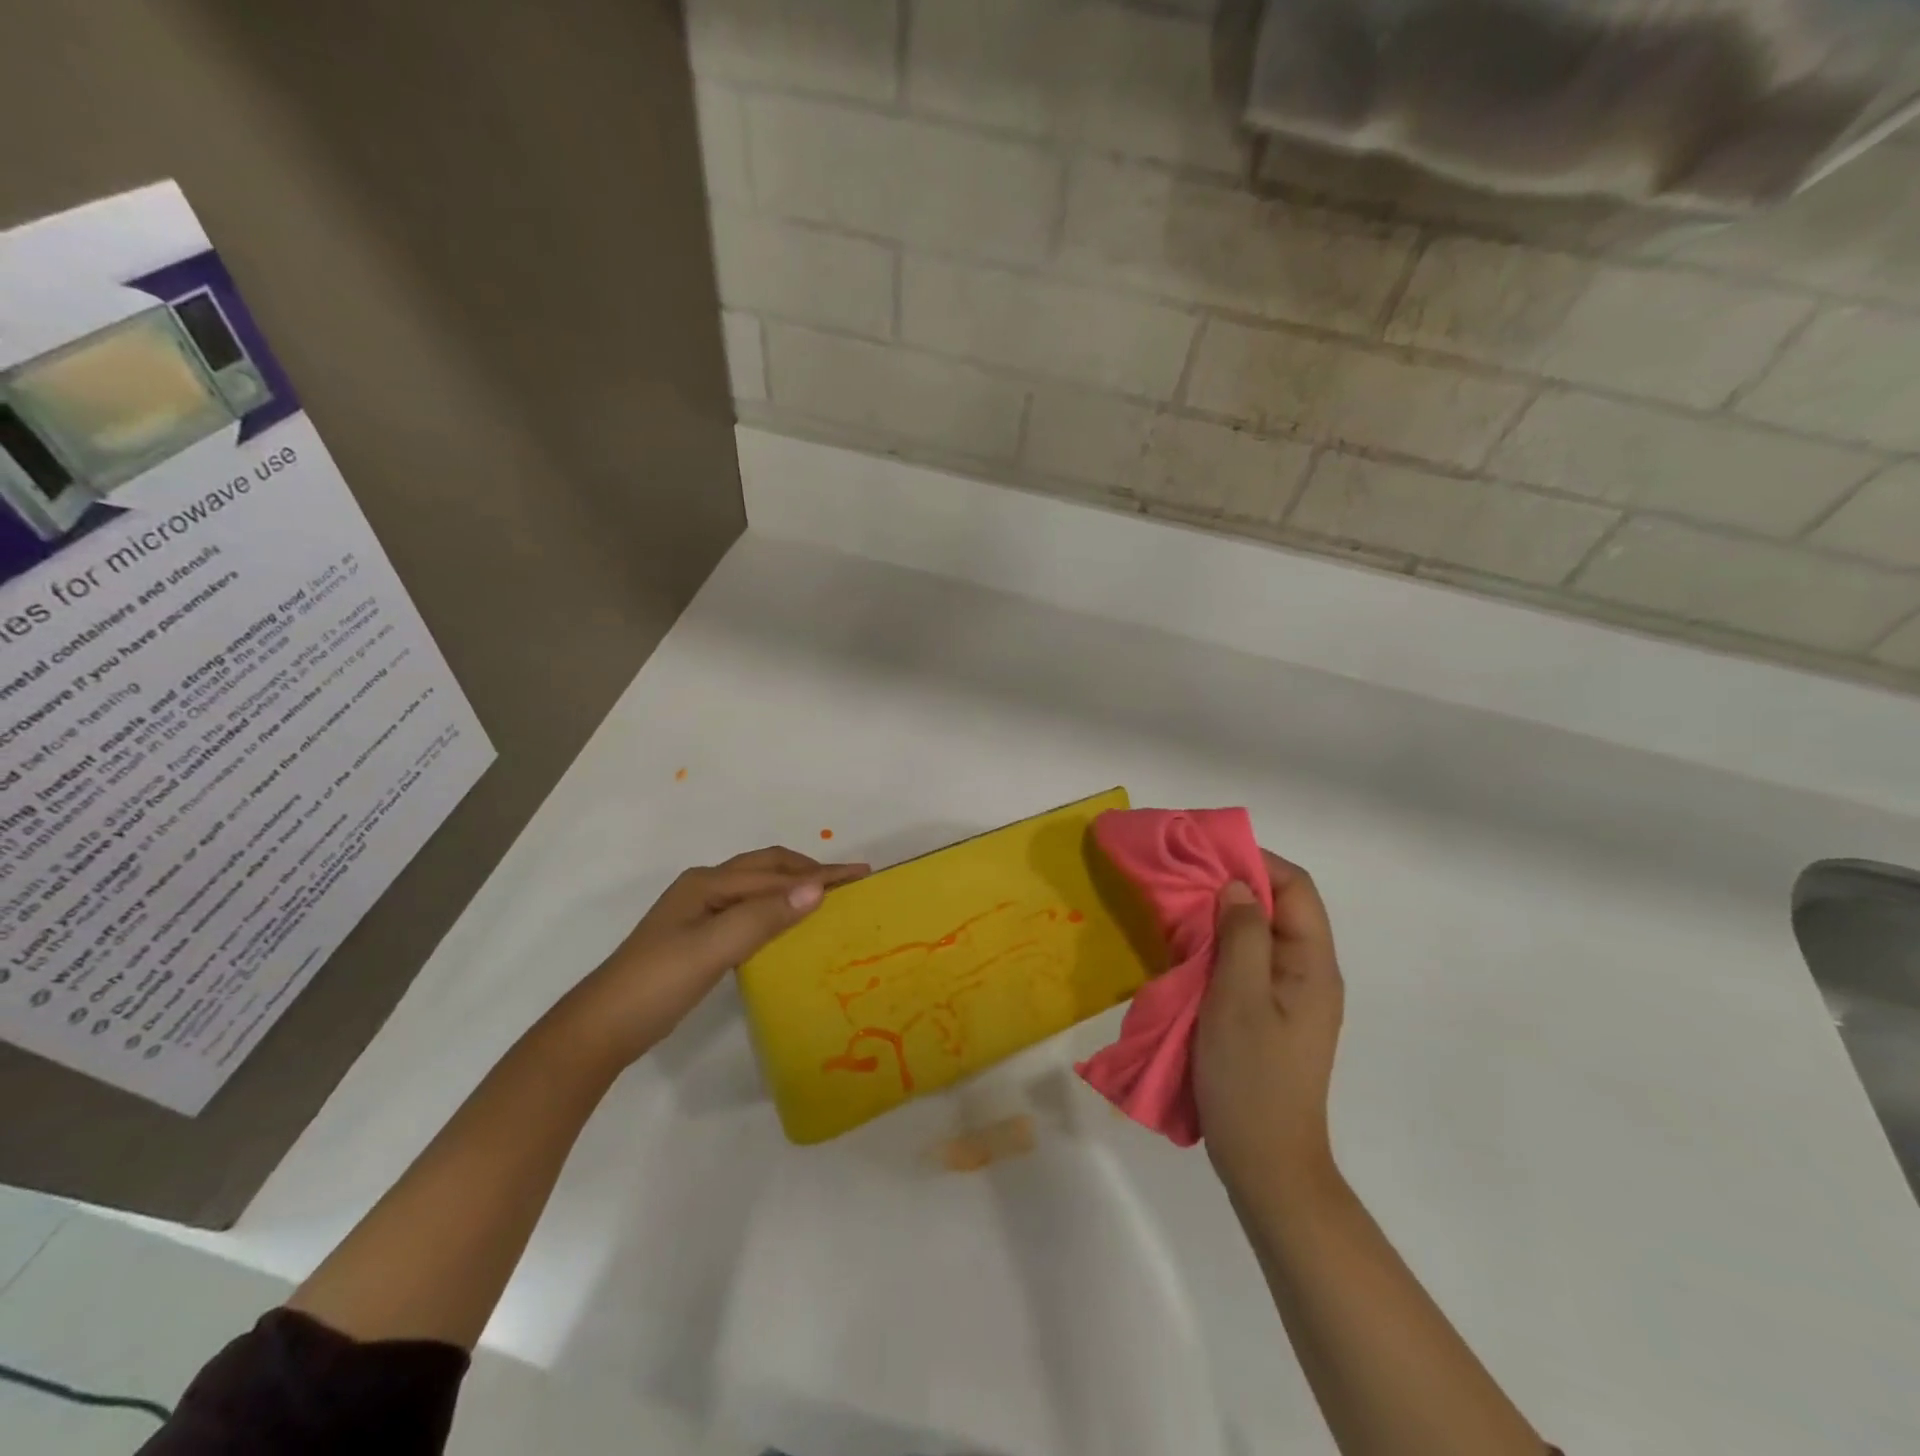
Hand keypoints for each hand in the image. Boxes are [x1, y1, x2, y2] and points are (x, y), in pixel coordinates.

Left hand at [560, 846, 867, 1065]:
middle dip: (809, 871)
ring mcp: (700, 911)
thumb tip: (816, 889)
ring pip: (758, 888)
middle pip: (767, 869)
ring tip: (828, 898)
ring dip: (794, 887)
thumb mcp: (712, 948)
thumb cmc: (657, 983)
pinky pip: (750, 910)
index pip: (776, 874)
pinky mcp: (699, 935)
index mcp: (708, 883)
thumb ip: (763, 917)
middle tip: (849, 882)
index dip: (820, 874)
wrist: (602, 1027)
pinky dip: (778, 909)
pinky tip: (789, 925)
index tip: (861, 875)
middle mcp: (705, 887)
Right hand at [1194, 850, 1344, 1208]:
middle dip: (1234, 886)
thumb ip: (1240, 936)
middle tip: (1183, 881)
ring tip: (1178, 912)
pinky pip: (1248, 963)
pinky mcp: (1270, 1016)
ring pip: (1260, 935)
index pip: (1296, 888)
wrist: (1266, 1163)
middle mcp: (1309, 974)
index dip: (1255, 862)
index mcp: (1313, 965)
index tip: (1206, 856)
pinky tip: (1187, 953)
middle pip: (1280, 907)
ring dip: (1222, 918)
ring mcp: (1291, 997)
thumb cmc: (1252, 1078)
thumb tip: (1235, 886)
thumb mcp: (1238, 999)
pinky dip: (1219, 947)